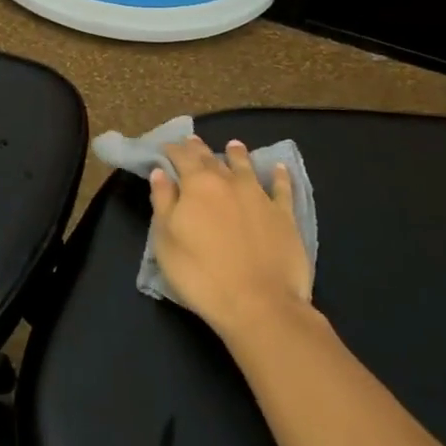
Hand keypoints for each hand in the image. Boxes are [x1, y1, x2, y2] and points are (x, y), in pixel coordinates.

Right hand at [150, 136, 312, 343]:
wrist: (259, 304)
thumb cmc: (201, 273)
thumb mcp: (166, 240)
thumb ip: (163, 202)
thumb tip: (161, 173)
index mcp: (197, 185)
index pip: (181, 157)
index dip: (172, 150)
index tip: (165, 147)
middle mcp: (228, 182)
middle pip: (211, 159)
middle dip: (199, 149)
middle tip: (192, 141)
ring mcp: (259, 197)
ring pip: (246, 167)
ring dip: (237, 154)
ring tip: (233, 145)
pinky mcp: (284, 216)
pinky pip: (282, 189)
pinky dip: (279, 176)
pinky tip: (279, 168)